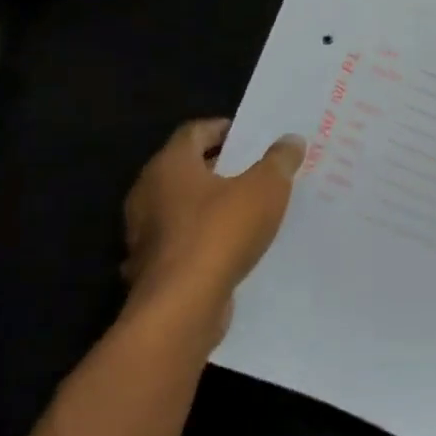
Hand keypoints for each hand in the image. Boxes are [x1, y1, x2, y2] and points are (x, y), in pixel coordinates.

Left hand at [121, 119, 304, 353]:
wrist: (182, 307)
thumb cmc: (221, 233)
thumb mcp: (265, 189)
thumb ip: (279, 161)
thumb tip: (290, 140)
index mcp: (169, 165)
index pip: (194, 132)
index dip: (223, 129)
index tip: (250, 134)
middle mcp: (147, 193)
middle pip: (185, 168)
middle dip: (219, 167)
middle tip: (256, 168)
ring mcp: (144, 233)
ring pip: (181, 207)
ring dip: (211, 205)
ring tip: (249, 208)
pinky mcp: (151, 266)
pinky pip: (181, 241)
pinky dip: (203, 238)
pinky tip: (231, 246)